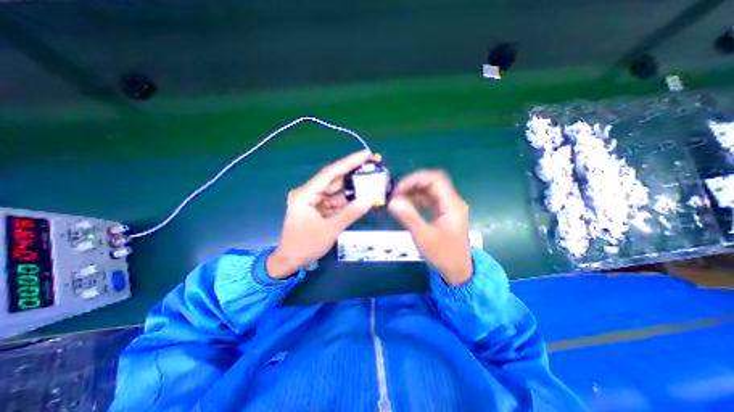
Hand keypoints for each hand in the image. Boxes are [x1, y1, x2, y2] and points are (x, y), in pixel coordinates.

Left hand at [265, 150, 377, 277]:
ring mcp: (314, 200)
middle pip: (334, 178)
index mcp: (305, 194)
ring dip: (353, 185)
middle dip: (354, 171)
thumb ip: (350, 214)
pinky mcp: (319, 207)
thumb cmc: (305, 246)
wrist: (290, 260)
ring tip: (372, 178)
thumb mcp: (329, 231)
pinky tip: (363, 194)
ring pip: (337, 189)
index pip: (330, 173)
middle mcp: (309, 192)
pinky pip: (336, 200)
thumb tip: (369, 200)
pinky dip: (349, 199)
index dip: (349, 162)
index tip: (366, 154)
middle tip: (374, 163)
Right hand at [386, 169, 472, 284]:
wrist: (456, 270)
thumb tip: (392, 202)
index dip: (415, 180)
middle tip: (395, 193)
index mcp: (452, 204)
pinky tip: (404, 205)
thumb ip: (408, 217)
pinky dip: (415, 199)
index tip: (398, 189)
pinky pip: (427, 200)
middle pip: (431, 182)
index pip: (435, 180)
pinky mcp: (441, 212)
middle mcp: (451, 201)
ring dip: (412, 191)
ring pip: (428, 190)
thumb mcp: (424, 236)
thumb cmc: (443, 255)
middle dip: (412, 184)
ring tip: (397, 199)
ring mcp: (446, 206)